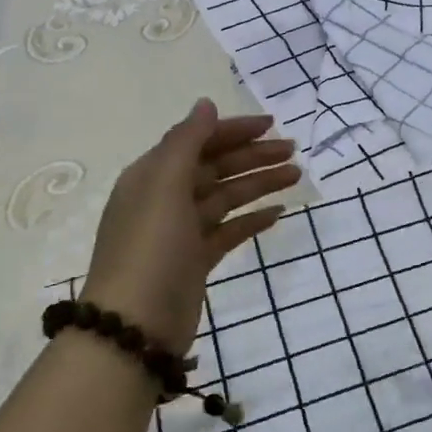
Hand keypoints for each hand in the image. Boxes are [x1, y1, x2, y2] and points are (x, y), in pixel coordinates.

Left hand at [83, 99, 299, 353]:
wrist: (135, 327)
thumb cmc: (150, 247)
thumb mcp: (164, 185)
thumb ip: (186, 141)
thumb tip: (205, 104)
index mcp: (153, 175)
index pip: (198, 141)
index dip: (233, 130)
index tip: (272, 124)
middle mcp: (165, 198)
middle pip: (215, 167)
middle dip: (253, 156)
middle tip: (293, 152)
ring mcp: (181, 232)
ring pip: (226, 197)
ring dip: (259, 184)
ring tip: (296, 176)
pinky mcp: (195, 261)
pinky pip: (228, 231)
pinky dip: (251, 220)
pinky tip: (279, 213)